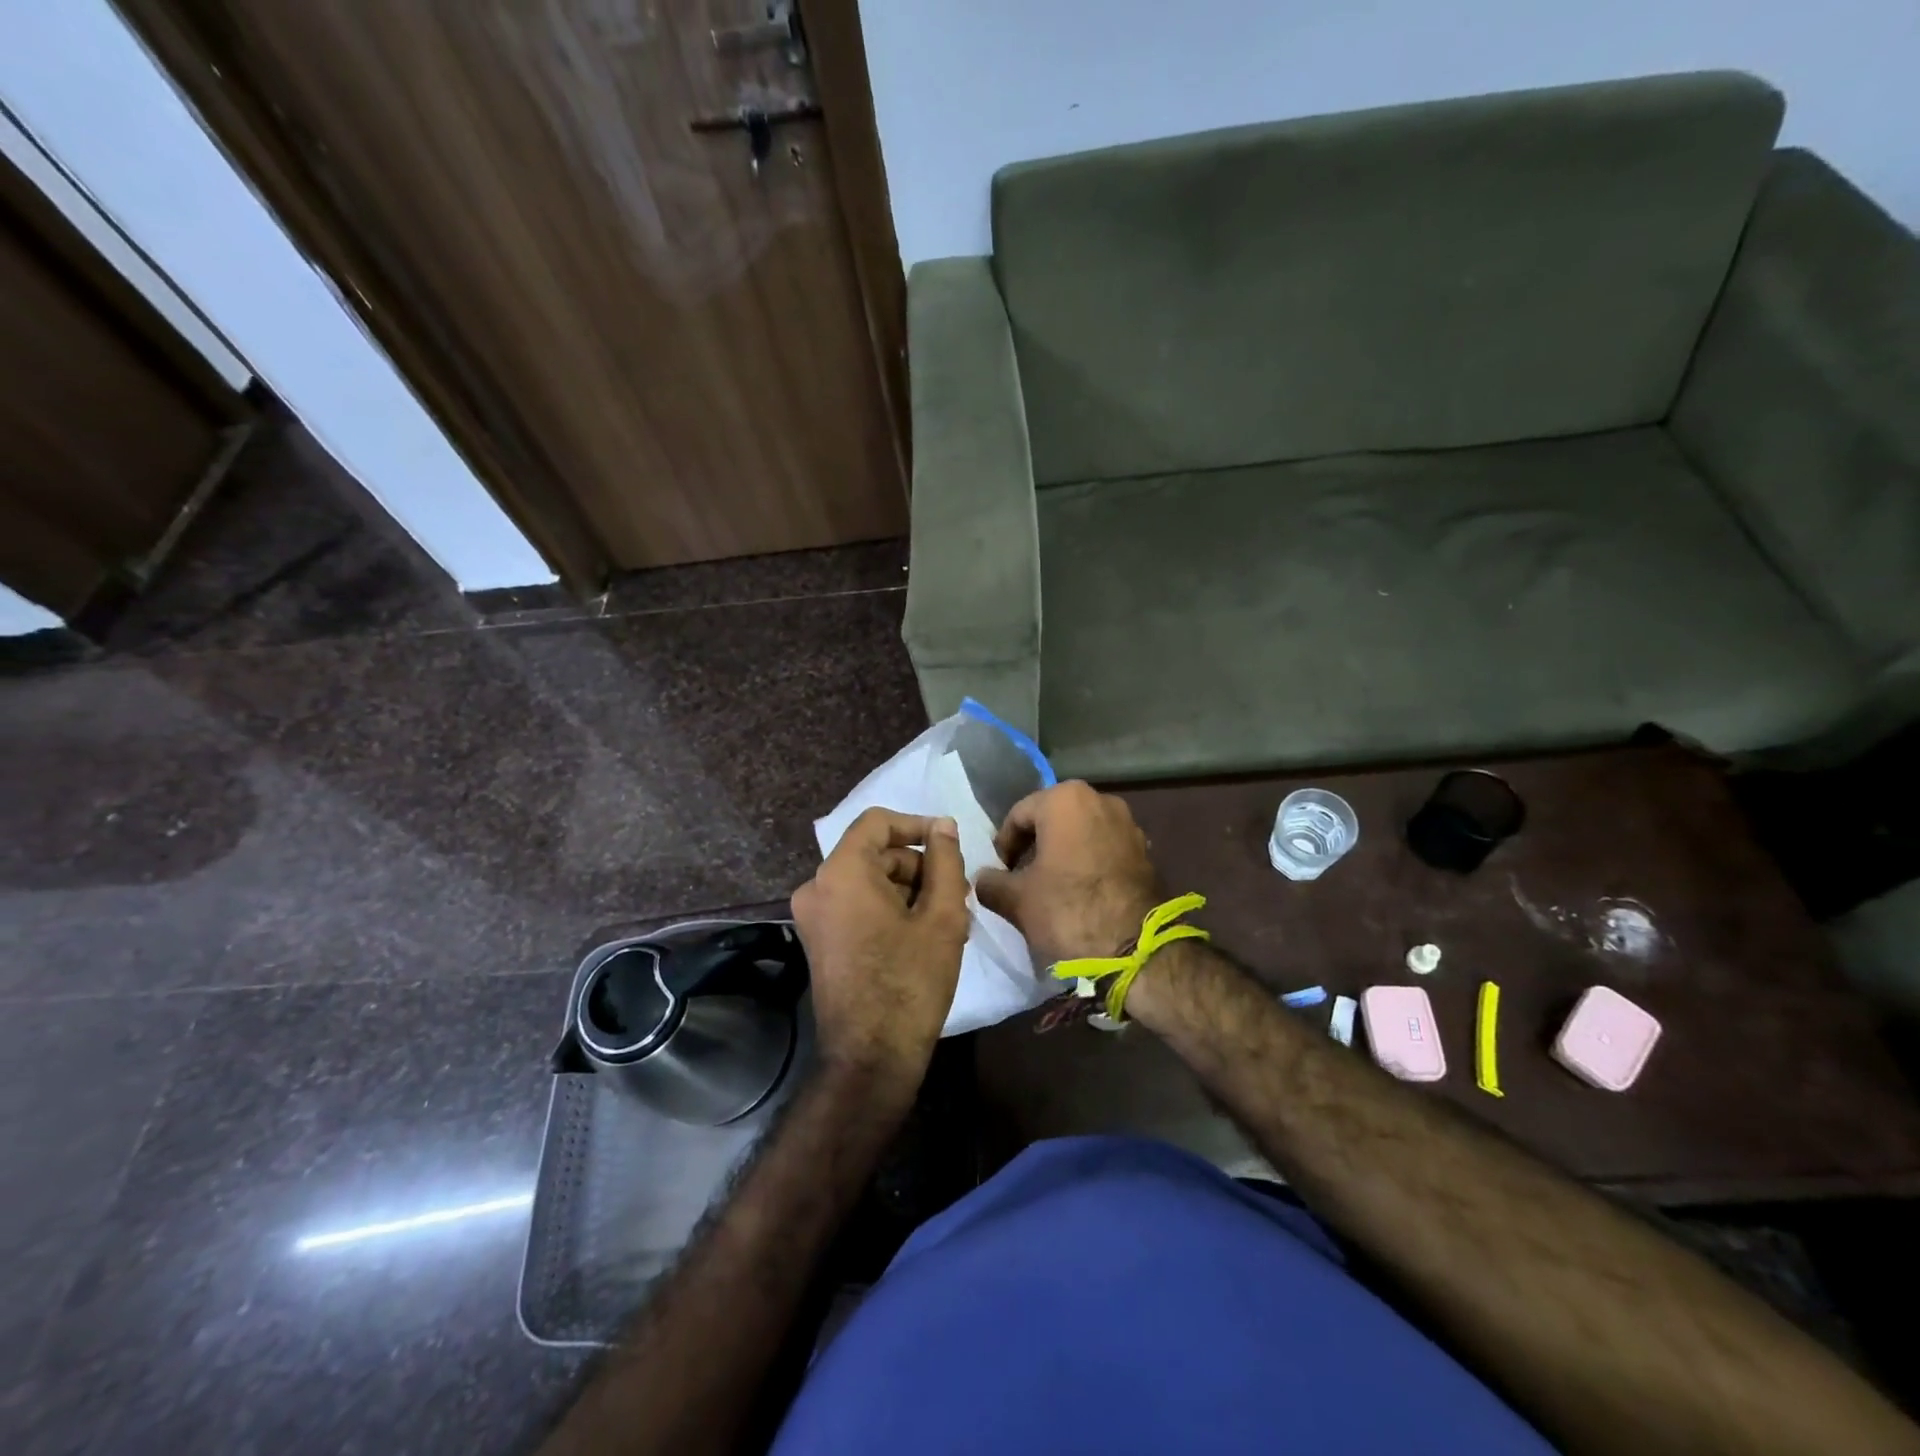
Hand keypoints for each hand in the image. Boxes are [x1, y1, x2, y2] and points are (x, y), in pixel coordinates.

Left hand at [791, 809, 969, 1093]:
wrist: (870, 1057)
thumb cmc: (911, 981)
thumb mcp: (942, 916)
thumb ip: (945, 861)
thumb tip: (943, 825)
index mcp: (842, 872)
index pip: (877, 822)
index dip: (916, 825)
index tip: (949, 843)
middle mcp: (817, 887)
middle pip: (873, 854)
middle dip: (918, 866)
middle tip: (957, 893)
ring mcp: (813, 916)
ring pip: (867, 881)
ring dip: (908, 891)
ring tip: (949, 920)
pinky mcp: (818, 941)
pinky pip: (856, 905)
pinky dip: (888, 909)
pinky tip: (923, 935)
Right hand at [975, 782, 1162, 968]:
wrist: (1135, 948)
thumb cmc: (1068, 910)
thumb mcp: (1016, 899)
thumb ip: (990, 882)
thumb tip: (981, 879)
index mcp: (1065, 799)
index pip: (1018, 815)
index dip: (1004, 846)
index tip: (1000, 874)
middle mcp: (1100, 799)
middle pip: (1052, 819)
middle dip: (1034, 847)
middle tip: (1021, 879)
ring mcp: (1128, 823)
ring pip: (1080, 833)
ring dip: (1062, 854)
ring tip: (1051, 888)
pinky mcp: (1145, 849)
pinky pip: (1105, 847)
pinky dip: (1088, 862)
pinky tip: (1081, 893)